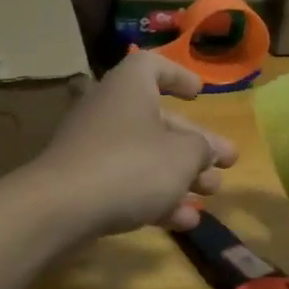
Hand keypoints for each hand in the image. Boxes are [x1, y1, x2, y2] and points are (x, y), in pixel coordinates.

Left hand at [31, 51, 238, 236]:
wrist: (62, 208)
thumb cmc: (132, 166)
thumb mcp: (183, 156)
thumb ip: (202, 149)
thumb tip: (205, 150)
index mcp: (129, 87)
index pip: (152, 66)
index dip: (178, 76)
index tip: (199, 94)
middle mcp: (108, 110)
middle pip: (158, 121)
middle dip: (194, 144)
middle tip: (226, 163)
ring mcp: (93, 148)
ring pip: (145, 156)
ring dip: (180, 175)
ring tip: (211, 195)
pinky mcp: (84, 183)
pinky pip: (126, 183)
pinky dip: (154, 197)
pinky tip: (182, 222)